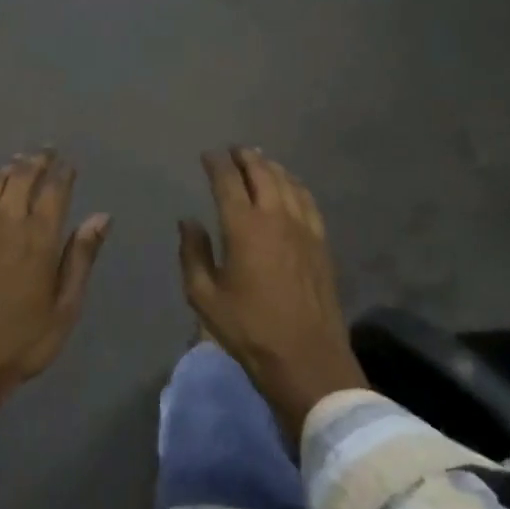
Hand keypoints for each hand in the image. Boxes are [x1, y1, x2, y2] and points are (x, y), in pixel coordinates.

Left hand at [0, 151, 110, 485]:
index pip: (55, 189)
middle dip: (36, 161)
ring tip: (17, 161)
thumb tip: (101, 216)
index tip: (69, 163)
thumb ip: (81, 256)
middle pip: (22, 177)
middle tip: (45, 152)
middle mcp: (7, 222)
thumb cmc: (25, 339)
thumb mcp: (66, 305)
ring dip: (7, 168)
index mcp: (40, 237)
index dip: (63, 172)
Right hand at [178, 148, 367, 444]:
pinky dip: (296, 186)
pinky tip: (292, 187)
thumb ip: (193, 254)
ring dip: (271, 167)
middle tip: (234, 150)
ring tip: (260, 160)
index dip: (216, 164)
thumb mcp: (204, 297)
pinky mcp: (321, 243)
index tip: (208, 155)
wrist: (306, 358)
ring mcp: (304, 228)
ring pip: (288, 183)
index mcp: (244, 227)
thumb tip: (188, 221)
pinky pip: (308, 201)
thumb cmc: (249, 329)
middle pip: (262, 173)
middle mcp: (276, 217)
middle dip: (246, 157)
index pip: (228, 181)